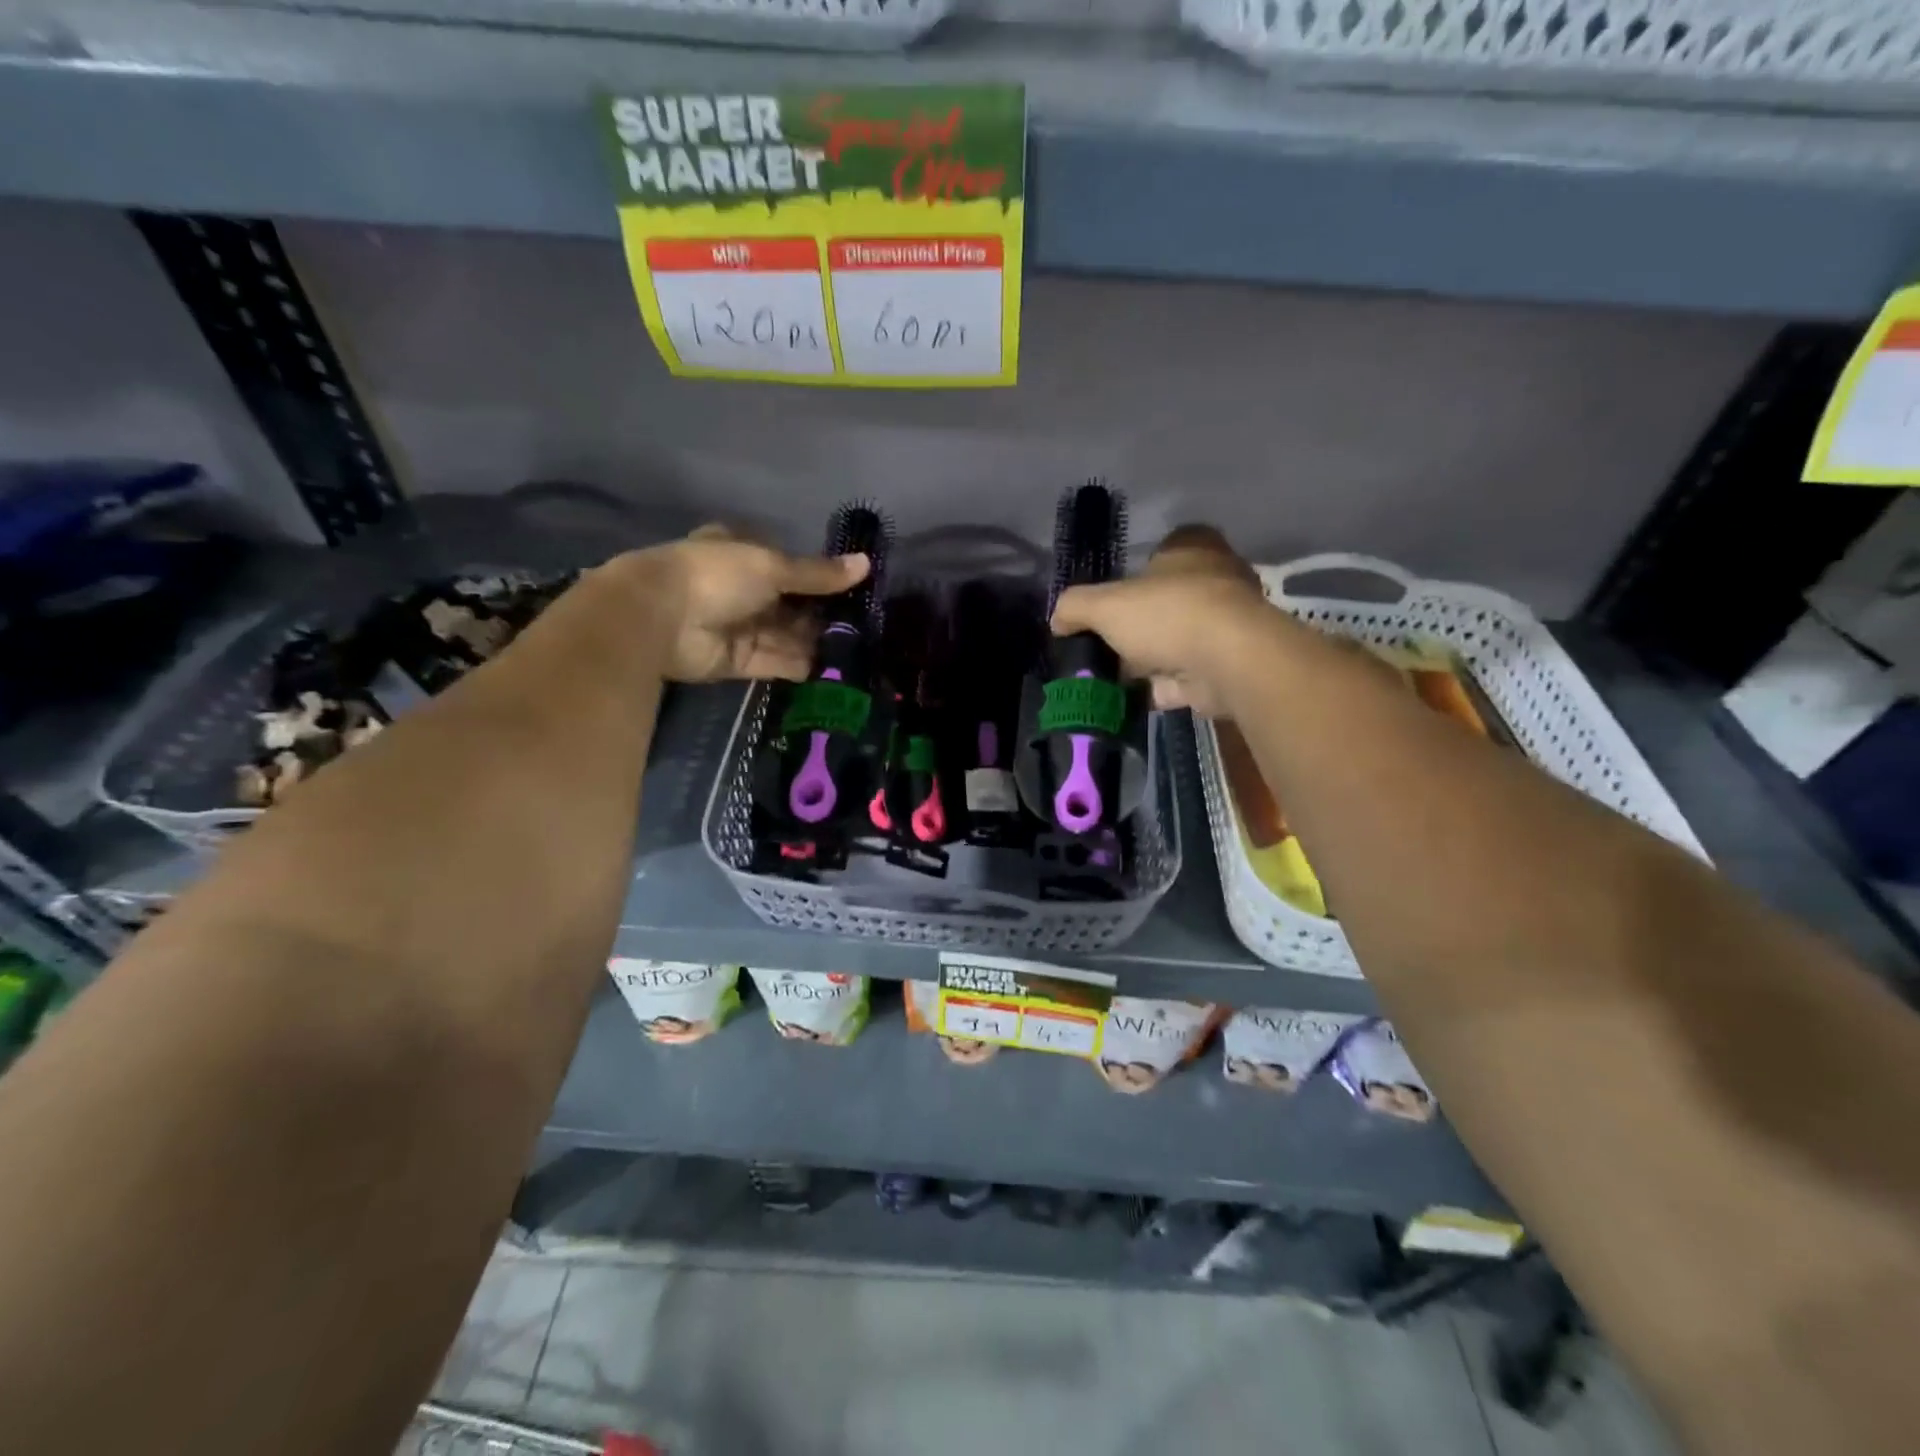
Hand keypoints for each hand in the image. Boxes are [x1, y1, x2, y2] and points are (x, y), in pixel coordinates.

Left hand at [615, 525, 867, 682]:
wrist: (659, 620)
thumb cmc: (715, 576)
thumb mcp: (772, 566)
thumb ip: (818, 573)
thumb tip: (865, 564)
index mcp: (742, 553)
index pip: (787, 563)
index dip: (817, 575)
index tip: (853, 588)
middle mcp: (741, 589)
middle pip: (789, 603)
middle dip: (822, 613)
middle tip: (864, 625)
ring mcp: (738, 625)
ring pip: (786, 634)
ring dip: (816, 641)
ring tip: (857, 650)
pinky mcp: (737, 660)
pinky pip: (775, 661)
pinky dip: (800, 664)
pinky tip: (833, 670)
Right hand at [1049, 526, 1269, 715]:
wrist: (1229, 662)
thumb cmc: (1167, 614)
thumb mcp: (1105, 605)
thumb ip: (1075, 607)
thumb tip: (1057, 619)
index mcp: (1192, 549)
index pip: (1165, 549)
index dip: (1137, 571)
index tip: (1114, 598)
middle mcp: (1217, 580)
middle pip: (1169, 599)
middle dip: (1139, 624)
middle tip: (1106, 643)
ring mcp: (1227, 625)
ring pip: (1178, 639)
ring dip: (1150, 660)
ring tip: (1113, 677)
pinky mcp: (1230, 665)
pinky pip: (1187, 675)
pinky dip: (1162, 688)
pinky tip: (1133, 699)